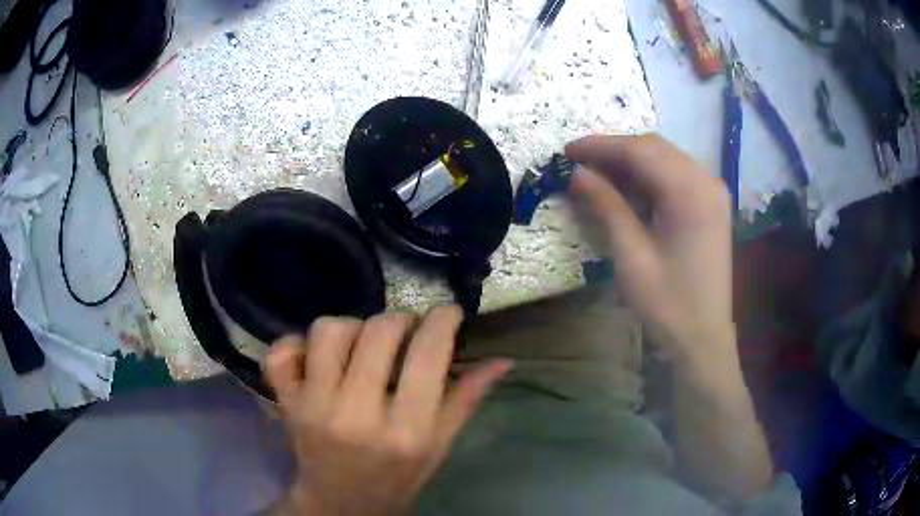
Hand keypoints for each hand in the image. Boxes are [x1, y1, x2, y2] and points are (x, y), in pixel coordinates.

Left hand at [264, 306, 511, 515]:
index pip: (428, 355)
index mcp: (406, 431)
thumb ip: (466, 400)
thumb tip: (502, 360)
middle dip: (400, 319)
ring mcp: (314, 407)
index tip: (448, 312)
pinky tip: (316, 358)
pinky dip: (295, 344)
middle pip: (377, 331)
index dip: (443, 320)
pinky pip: (281, 352)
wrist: (341, 502)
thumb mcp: (439, 446)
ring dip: (351, 327)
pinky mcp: (286, 403)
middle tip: (406, 330)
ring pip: (328, 331)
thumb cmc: (397, 476)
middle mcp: (357, 415)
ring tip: (362, 345)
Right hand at [565, 134, 733, 362]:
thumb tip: (577, 173)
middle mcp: (706, 181)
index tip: (566, 151)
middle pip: (654, 148)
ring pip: (665, 158)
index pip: (640, 151)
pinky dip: (650, 175)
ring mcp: (713, 192)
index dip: (600, 146)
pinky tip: (629, 189)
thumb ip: (607, 207)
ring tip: (598, 175)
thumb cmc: (668, 306)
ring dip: (631, 161)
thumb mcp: (632, 257)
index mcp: (691, 193)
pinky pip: (677, 174)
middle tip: (579, 165)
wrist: (704, 339)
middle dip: (615, 151)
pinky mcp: (712, 204)